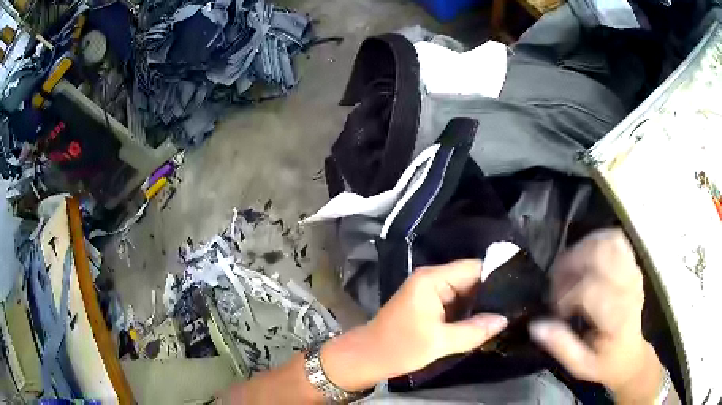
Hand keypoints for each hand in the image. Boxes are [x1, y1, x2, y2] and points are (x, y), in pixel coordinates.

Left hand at [368, 259, 508, 375]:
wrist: (368, 357)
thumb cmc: (400, 347)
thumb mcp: (440, 342)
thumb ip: (474, 330)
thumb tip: (503, 320)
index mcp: (432, 280)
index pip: (473, 268)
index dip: (496, 276)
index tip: (519, 287)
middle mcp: (432, 279)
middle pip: (470, 278)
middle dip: (491, 292)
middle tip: (516, 304)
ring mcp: (429, 291)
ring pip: (464, 291)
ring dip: (481, 302)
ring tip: (507, 311)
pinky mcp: (428, 304)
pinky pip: (455, 302)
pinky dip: (468, 310)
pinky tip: (486, 319)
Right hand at [529, 229, 664, 402]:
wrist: (630, 354)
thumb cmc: (604, 362)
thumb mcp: (580, 365)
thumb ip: (560, 346)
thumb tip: (535, 325)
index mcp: (617, 317)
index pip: (590, 290)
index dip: (566, 295)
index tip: (556, 310)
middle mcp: (629, 289)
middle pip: (601, 257)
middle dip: (572, 263)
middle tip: (557, 281)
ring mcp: (633, 273)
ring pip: (609, 242)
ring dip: (583, 248)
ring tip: (569, 265)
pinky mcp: (633, 265)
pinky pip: (616, 239)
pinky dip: (598, 240)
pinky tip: (586, 253)